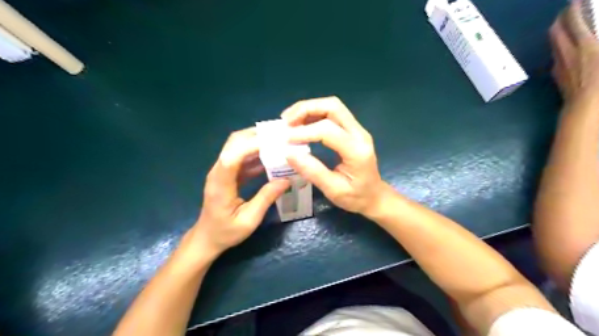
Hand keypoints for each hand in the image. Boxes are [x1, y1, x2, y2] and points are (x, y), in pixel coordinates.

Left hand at [188, 127, 288, 258]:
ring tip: (280, 142)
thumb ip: (266, 198)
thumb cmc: (226, 232)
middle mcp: (218, 172)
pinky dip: (257, 153)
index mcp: (220, 184)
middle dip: (256, 135)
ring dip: (258, 141)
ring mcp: (222, 171)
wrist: (208, 237)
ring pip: (238, 146)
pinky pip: (242, 157)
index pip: (233, 156)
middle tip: (280, 135)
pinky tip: (272, 157)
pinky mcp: (228, 174)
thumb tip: (287, 180)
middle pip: (234, 143)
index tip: (275, 141)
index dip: (252, 145)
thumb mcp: (249, 220)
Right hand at [281, 95, 387, 216]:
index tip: (285, 140)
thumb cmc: (356, 197)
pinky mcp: (352, 130)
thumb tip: (289, 153)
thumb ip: (312, 171)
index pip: (328, 130)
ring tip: (289, 121)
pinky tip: (301, 123)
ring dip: (309, 109)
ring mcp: (358, 130)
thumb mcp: (333, 190)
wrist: (375, 196)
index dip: (304, 132)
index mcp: (357, 151)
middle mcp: (360, 134)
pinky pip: (333, 114)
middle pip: (333, 107)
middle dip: (306, 109)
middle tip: (286, 121)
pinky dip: (314, 114)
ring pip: (332, 107)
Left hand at [549, 0, 598, 100]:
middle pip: (556, 31)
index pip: (574, 20)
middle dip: (560, 19)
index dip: (573, 8)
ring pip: (553, 44)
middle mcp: (567, 52)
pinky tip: (565, 49)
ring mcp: (559, 64)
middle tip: (566, 11)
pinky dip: (559, 47)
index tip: (575, 1)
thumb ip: (595, 43)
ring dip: (557, 32)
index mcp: (585, 44)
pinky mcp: (557, 75)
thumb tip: (592, 38)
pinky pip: (555, 56)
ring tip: (565, 27)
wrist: (586, 106)